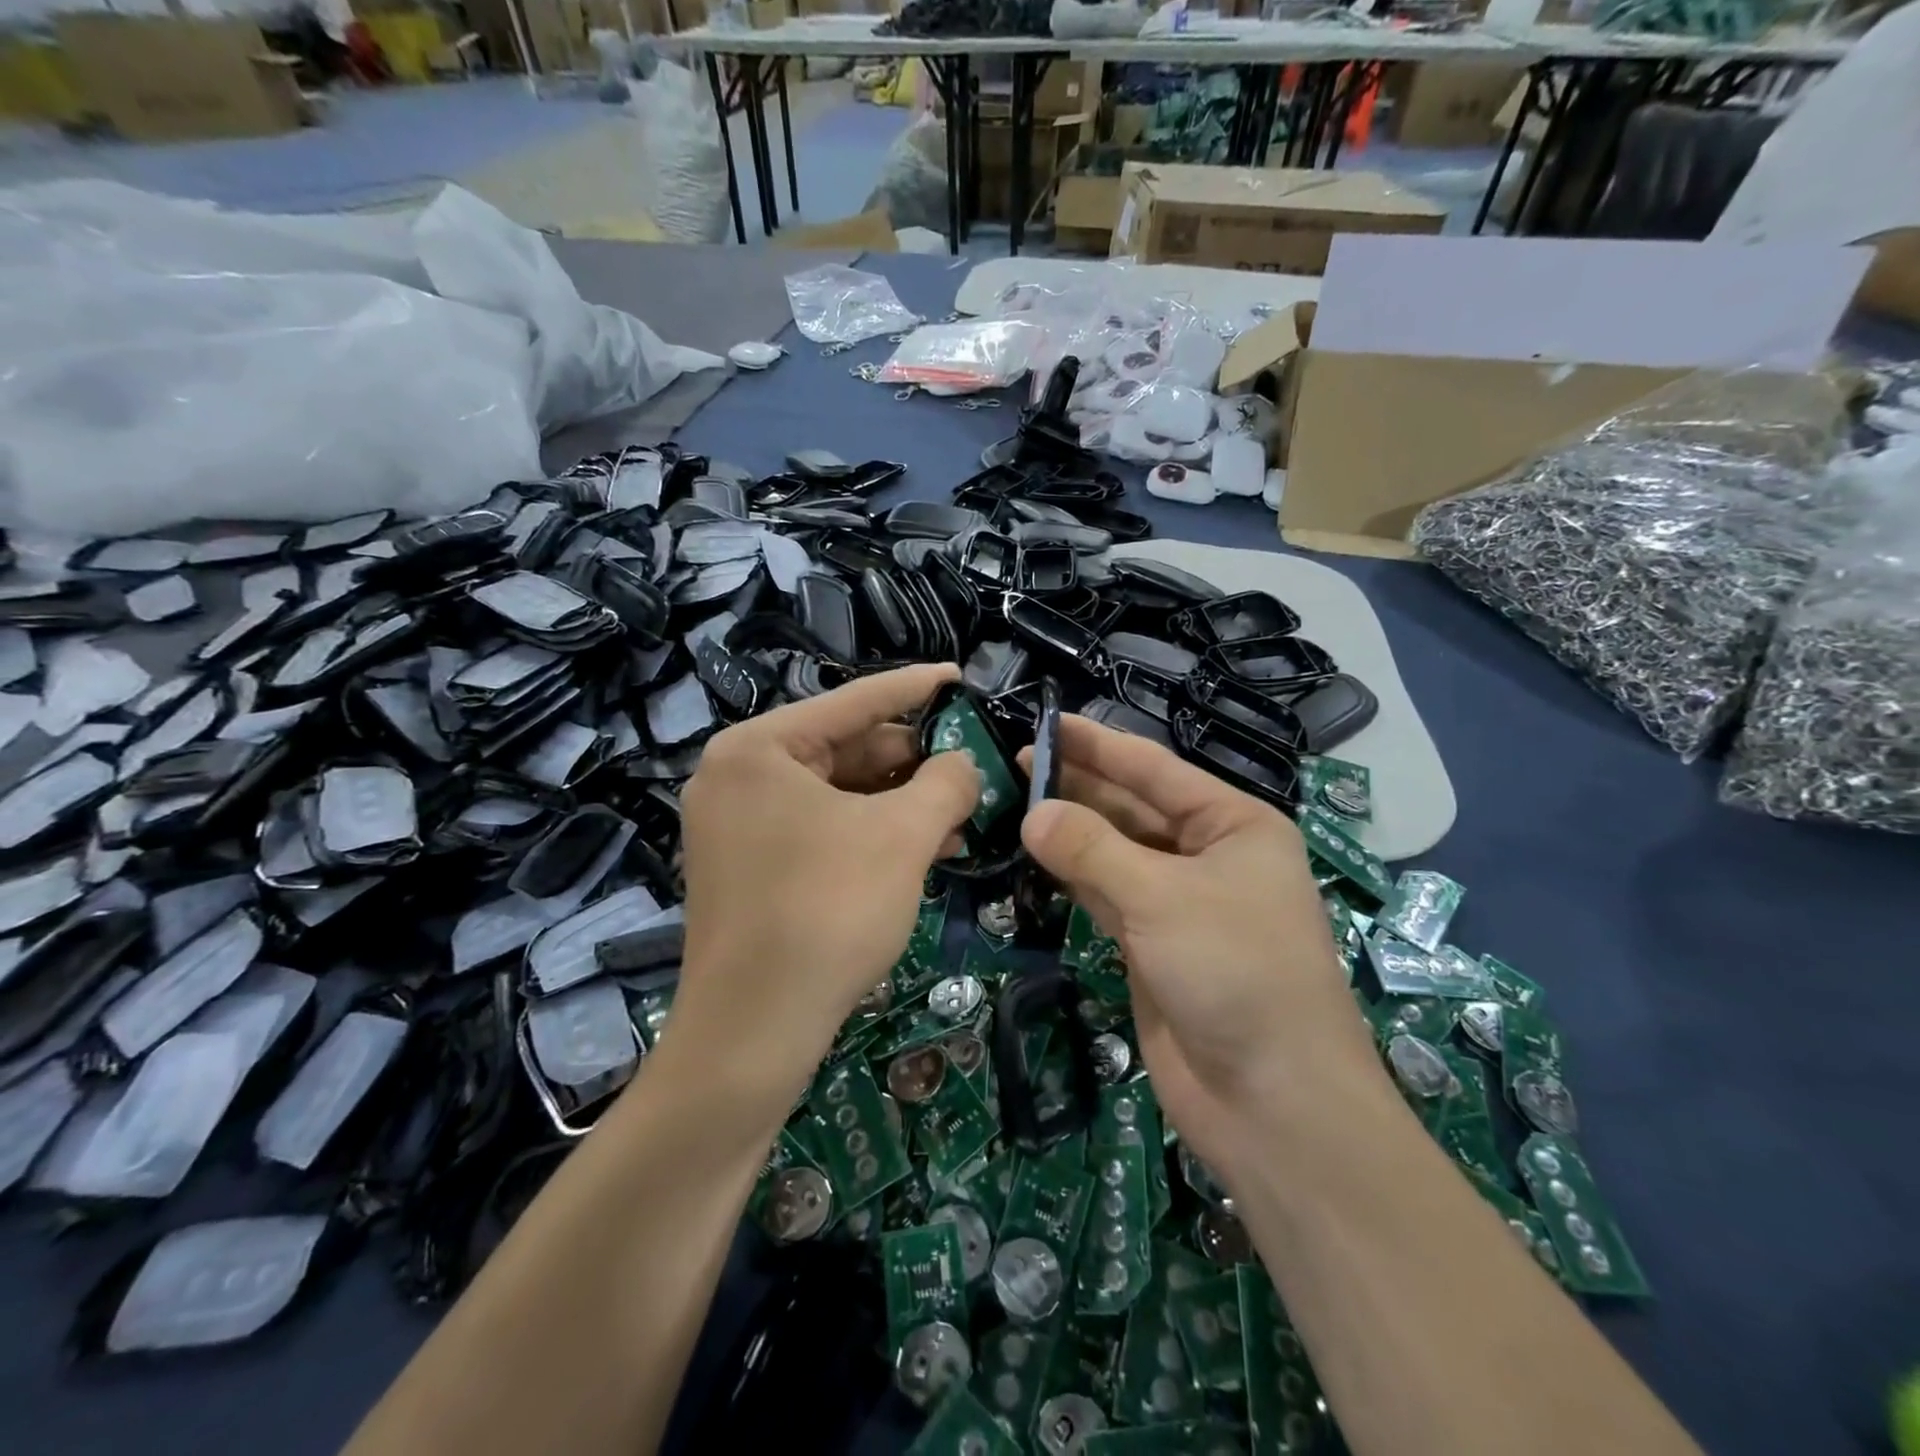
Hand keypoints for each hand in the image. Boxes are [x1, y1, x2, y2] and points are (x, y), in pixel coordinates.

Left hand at [674, 664, 979, 1095]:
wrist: (753, 1033)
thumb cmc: (827, 911)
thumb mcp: (902, 836)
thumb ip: (946, 781)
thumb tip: (964, 764)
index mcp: (758, 749)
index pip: (852, 701)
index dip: (914, 688)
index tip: (958, 676)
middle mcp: (738, 777)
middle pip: (844, 748)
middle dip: (913, 761)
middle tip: (972, 767)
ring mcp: (738, 826)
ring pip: (837, 795)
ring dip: (900, 802)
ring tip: (961, 812)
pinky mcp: (750, 868)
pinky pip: (822, 830)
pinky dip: (872, 833)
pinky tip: (924, 845)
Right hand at [1020, 716, 1388, 1179]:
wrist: (1274, 1102)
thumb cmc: (1234, 972)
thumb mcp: (1161, 897)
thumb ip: (1091, 849)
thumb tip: (1031, 812)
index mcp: (1233, 825)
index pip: (1153, 769)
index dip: (1098, 744)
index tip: (1045, 722)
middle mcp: (1209, 855)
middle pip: (1132, 807)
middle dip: (1078, 785)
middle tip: (1014, 763)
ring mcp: (1180, 903)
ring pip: (1115, 852)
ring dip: (1069, 831)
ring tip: (1013, 802)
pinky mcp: (1153, 945)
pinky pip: (1106, 895)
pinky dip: (1073, 876)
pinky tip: (1035, 855)